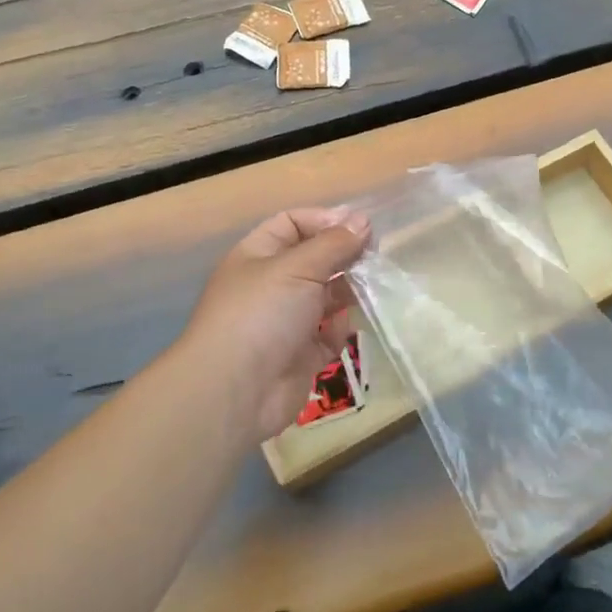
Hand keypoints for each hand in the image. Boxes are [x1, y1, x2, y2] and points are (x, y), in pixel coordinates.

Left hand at [178, 207, 371, 444]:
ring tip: (375, 286)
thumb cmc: (262, 313)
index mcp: (257, 255)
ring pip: (323, 298)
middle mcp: (270, 285)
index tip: (360, 227)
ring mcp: (284, 322)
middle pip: (312, 260)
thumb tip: (362, 220)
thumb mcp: (298, 267)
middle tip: (376, 256)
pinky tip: (349, 324)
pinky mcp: (300, 356)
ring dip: (348, 291)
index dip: (324, 221)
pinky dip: (340, 329)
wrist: (236, 390)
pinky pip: (327, 335)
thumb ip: (334, 243)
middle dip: (342, 256)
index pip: (292, 224)